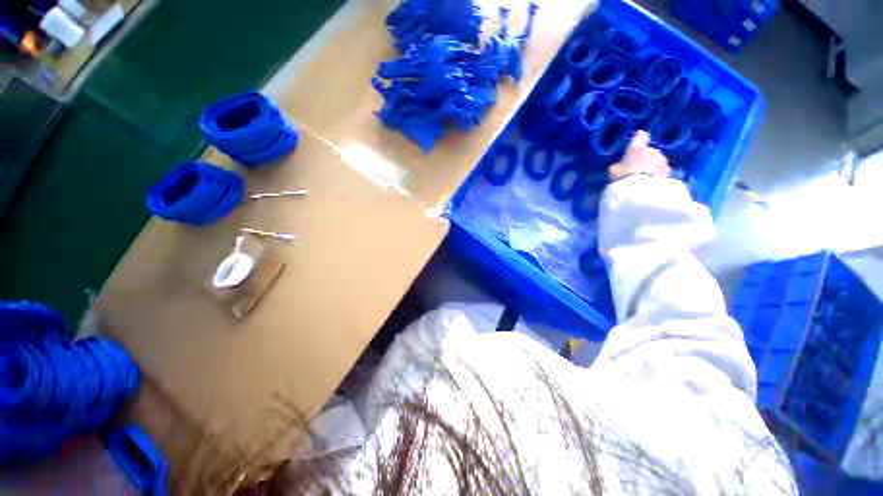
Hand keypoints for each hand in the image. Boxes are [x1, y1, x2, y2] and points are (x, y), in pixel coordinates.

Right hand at [608, 130, 670, 180]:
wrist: (640, 193)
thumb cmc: (622, 178)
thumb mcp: (613, 171)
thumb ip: (619, 164)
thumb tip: (621, 164)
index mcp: (637, 148)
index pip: (640, 135)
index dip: (638, 139)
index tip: (634, 145)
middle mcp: (652, 150)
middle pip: (649, 150)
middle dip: (645, 157)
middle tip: (636, 169)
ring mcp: (663, 161)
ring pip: (657, 161)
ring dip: (652, 166)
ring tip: (644, 178)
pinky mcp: (669, 172)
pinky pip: (662, 171)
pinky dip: (658, 174)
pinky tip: (651, 183)